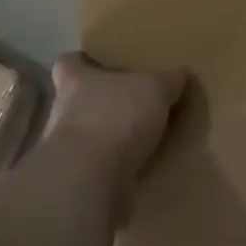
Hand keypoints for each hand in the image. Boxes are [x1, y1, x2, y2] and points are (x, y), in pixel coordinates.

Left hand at [44, 53, 187, 189]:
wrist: (91, 179)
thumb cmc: (116, 117)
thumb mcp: (154, 89)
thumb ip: (167, 80)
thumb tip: (182, 73)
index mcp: (75, 81)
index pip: (67, 63)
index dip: (80, 63)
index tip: (97, 64)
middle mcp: (63, 112)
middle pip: (77, 101)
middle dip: (101, 104)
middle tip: (132, 105)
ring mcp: (66, 151)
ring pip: (88, 137)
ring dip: (108, 140)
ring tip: (140, 141)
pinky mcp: (77, 182)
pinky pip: (99, 170)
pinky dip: (115, 170)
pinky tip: (140, 170)